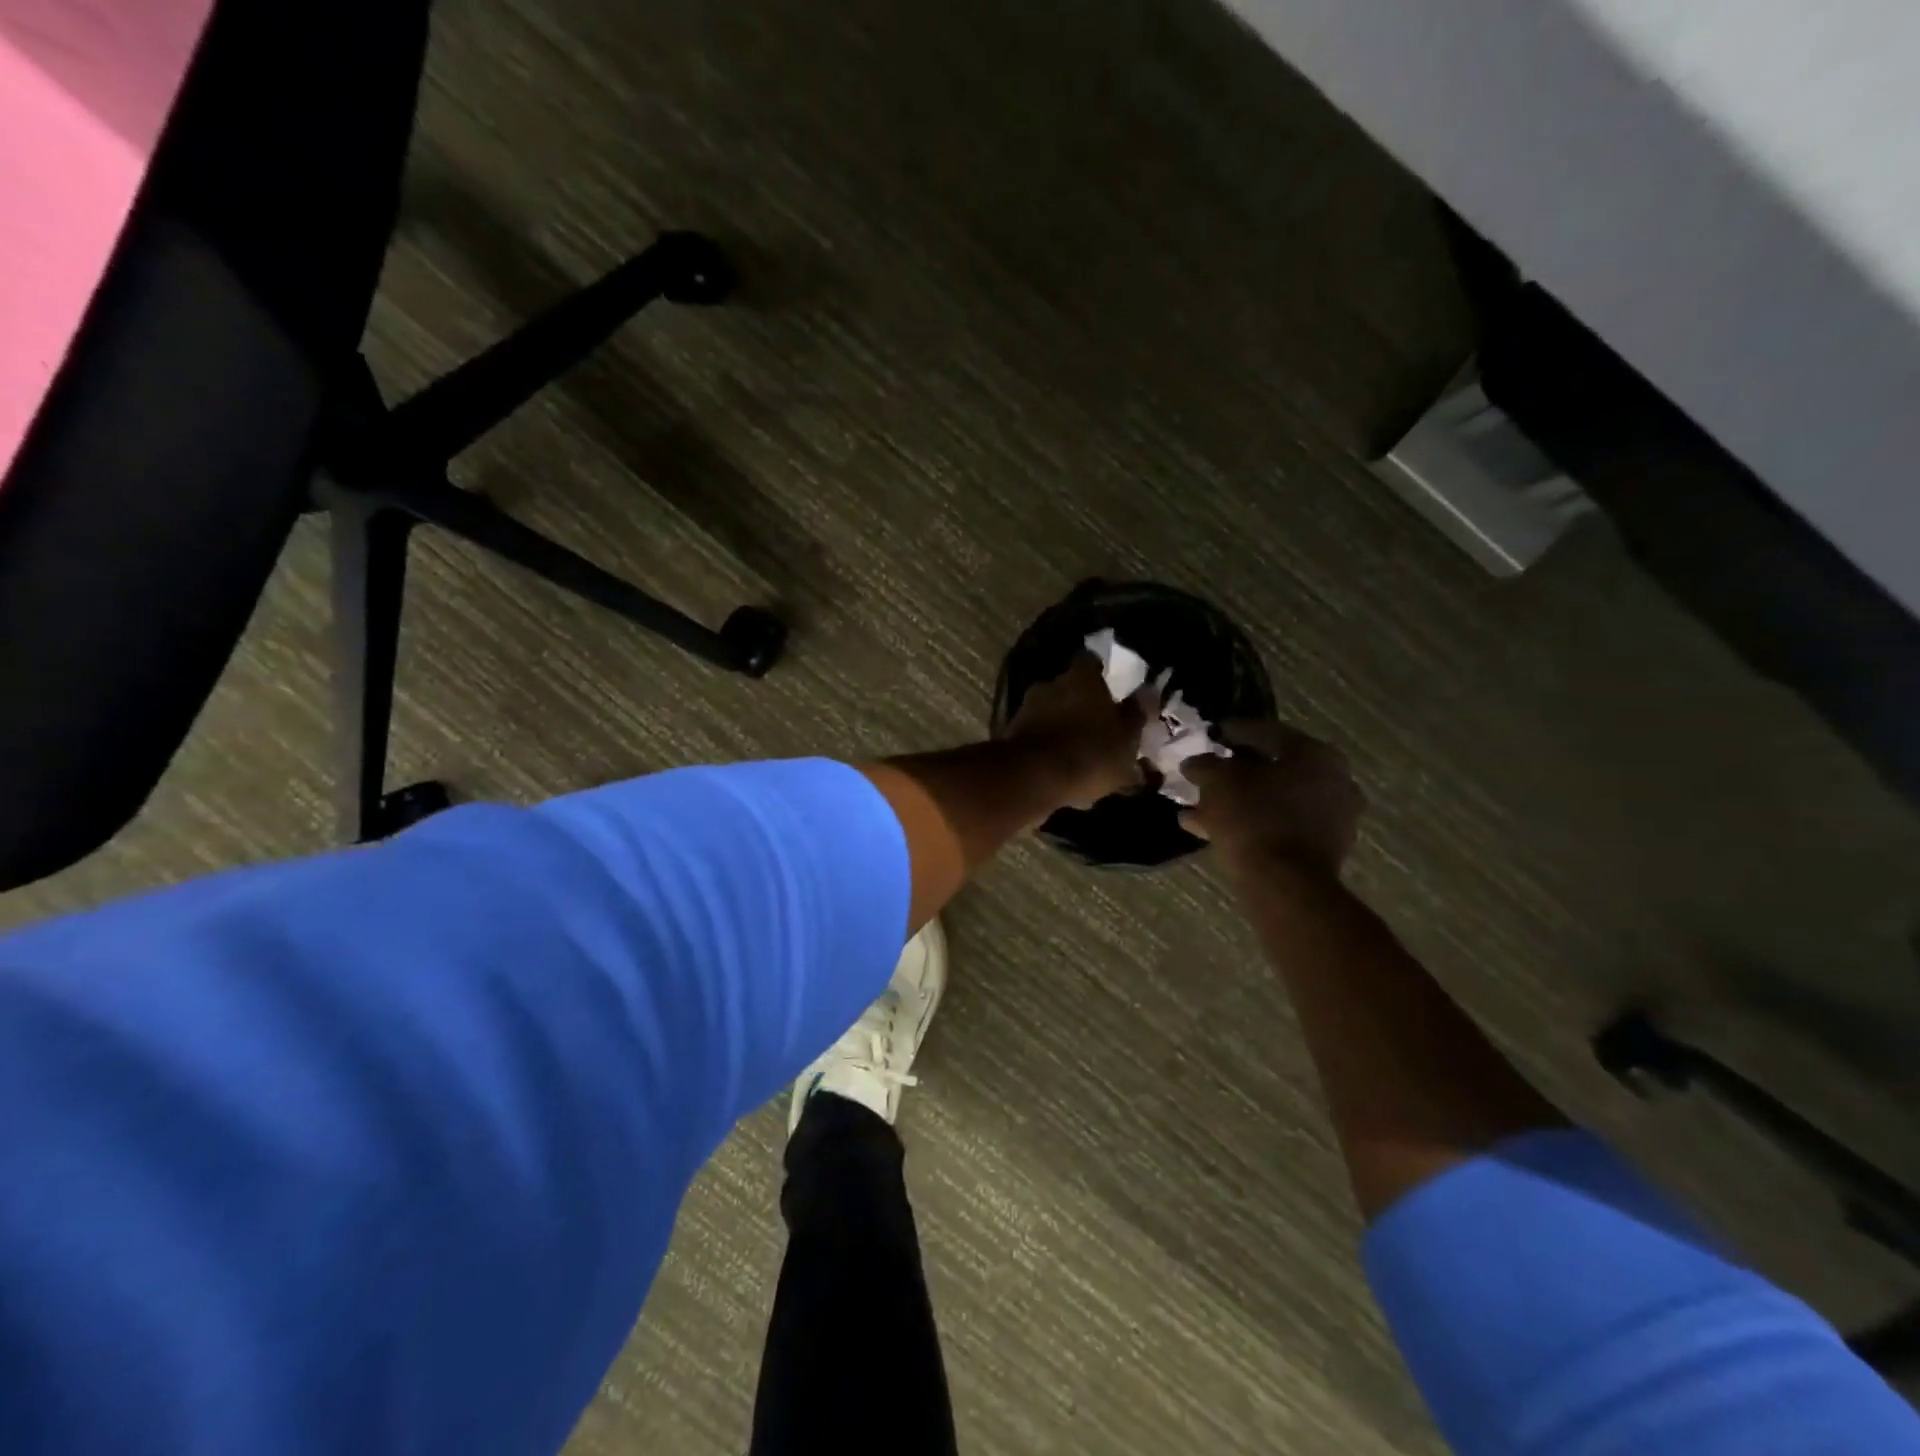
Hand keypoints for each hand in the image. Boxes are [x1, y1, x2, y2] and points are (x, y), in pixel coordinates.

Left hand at [1005, 655, 1145, 809]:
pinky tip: (1060, 767)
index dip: (1100, 671)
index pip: (1090, 661)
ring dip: (1062, 725)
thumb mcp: (1126, 739)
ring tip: (1078, 751)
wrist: (1032, 778)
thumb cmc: (1090, 753)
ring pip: (1051, 712)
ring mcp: (1027, 708)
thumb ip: (1136, 714)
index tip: (1109, 686)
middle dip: (1080, 702)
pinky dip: (1047, 745)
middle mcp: (1051, 684)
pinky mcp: (1011, 734)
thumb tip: (1148, 691)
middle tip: (1096, 723)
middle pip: (1068, 687)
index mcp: (1081, 678)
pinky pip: (1037, 735)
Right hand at [1184, 720, 1363, 875]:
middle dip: (1235, 773)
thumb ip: (1206, 765)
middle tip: (1207, 776)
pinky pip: (1279, 826)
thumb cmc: (1254, 817)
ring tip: (1198, 810)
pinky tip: (1213, 831)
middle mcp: (1334, 780)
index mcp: (1315, 754)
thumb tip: (1195, 762)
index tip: (1210, 736)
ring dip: (1237, 802)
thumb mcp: (1219, 782)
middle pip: (1272, 769)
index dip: (1233, 732)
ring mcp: (1333, 817)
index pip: (1267, 732)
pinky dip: (1251, 824)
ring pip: (1273, 801)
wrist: (1284, 884)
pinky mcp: (1323, 849)